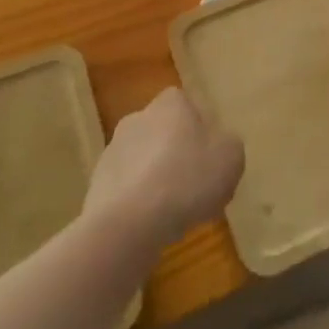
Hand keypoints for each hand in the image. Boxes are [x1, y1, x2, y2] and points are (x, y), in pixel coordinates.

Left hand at [85, 88, 244, 249]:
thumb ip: (228, 145)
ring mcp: (113, 150)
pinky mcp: (97, 184)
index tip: (210, 158)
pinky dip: (137, 202)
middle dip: (176, 154)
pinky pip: (126, 189)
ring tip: (172, 213)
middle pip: (163, 133)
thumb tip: (219, 145)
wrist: (129, 222)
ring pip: (143, 161)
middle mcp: (138, 117)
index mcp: (171, 103)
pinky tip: (149, 225)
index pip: (187, 105)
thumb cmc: (187, 179)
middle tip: (194, 186)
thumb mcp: (231, 158)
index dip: (200, 130)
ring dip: (155, 179)